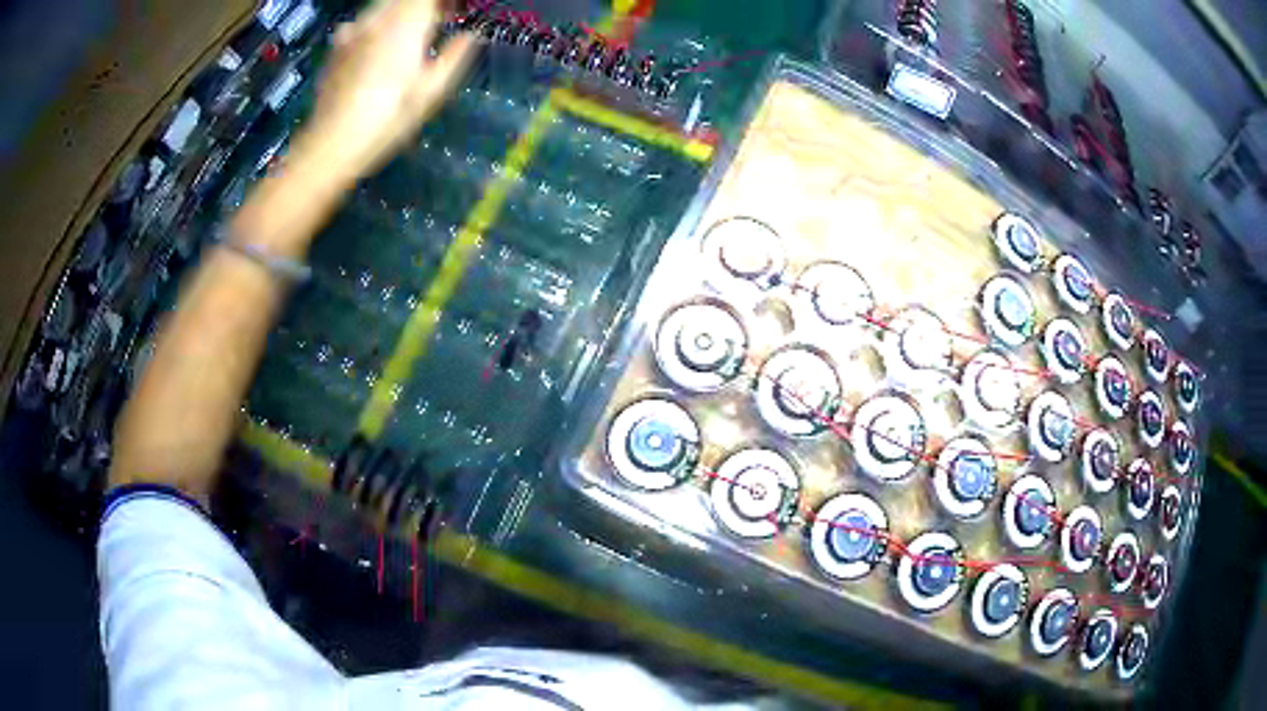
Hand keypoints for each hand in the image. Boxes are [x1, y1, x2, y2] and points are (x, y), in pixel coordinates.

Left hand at [293, 0, 476, 182]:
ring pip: (383, 5)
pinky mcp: (337, 46)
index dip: (443, 2)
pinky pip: (361, 22)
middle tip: (437, 20)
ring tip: (408, 34)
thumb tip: (471, 35)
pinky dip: (376, 25)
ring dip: (400, 11)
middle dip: (423, 5)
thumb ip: (454, 56)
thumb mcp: (430, 94)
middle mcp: (378, 19)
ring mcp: (353, 30)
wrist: (331, 145)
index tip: (454, 11)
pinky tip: (376, 47)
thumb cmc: (387, 121)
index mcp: (406, 26)